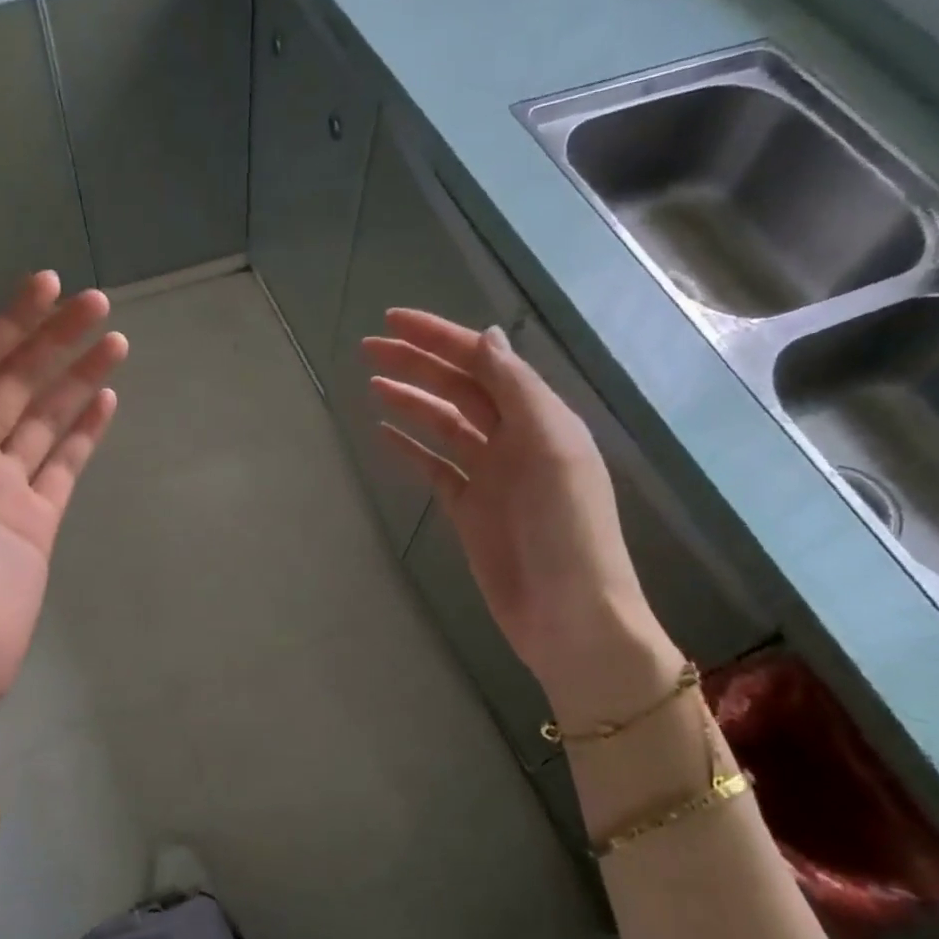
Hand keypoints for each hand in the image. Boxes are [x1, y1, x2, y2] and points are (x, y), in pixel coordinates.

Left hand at [0, 271, 126, 706]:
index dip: (10, 320)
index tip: (50, 285)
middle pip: (18, 381)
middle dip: (54, 339)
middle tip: (99, 304)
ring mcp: (7, 483)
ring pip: (47, 417)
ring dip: (79, 377)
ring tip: (116, 342)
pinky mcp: (40, 516)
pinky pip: (66, 463)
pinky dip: (86, 431)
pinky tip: (107, 399)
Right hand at [363, 313, 682, 729]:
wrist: (570, 616)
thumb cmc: (567, 530)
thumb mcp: (550, 448)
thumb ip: (517, 391)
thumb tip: (487, 337)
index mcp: (539, 418)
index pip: (483, 363)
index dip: (439, 338)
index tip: (392, 321)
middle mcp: (514, 439)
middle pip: (458, 389)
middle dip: (416, 364)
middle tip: (368, 347)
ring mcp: (490, 476)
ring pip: (443, 425)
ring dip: (410, 401)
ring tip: (372, 384)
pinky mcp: (469, 510)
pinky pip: (434, 468)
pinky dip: (410, 449)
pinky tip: (384, 433)